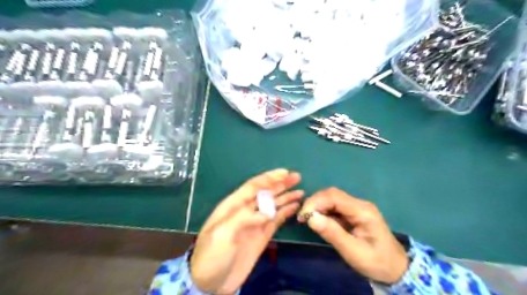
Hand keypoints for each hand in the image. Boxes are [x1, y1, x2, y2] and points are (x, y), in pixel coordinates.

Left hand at [192, 169, 302, 293]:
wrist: (212, 283)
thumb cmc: (211, 255)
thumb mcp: (221, 233)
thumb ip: (243, 218)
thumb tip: (267, 212)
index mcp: (233, 205)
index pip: (253, 186)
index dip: (269, 178)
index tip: (284, 173)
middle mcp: (246, 210)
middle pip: (266, 193)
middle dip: (281, 184)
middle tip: (297, 177)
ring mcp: (255, 223)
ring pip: (273, 205)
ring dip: (286, 197)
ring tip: (300, 191)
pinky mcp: (262, 235)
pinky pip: (276, 220)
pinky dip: (286, 212)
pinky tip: (295, 206)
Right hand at [298, 188, 403, 284]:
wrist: (396, 269)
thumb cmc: (376, 262)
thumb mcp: (353, 252)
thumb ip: (332, 233)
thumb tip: (310, 218)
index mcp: (362, 211)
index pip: (334, 197)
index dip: (315, 202)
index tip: (303, 216)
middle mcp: (359, 204)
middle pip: (332, 194)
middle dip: (314, 203)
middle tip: (302, 218)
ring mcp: (356, 208)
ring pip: (331, 199)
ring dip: (317, 206)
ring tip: (307, 219)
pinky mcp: (353, 213)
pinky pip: (334, 207)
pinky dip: (323, 211)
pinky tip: (318, 221)